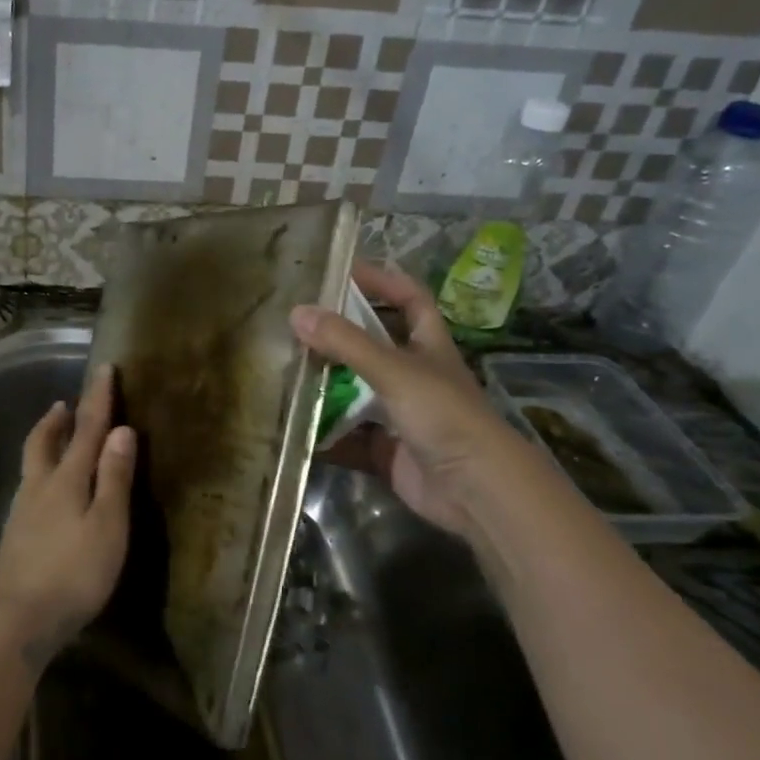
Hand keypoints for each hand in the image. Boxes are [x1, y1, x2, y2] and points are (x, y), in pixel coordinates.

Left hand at [0, 364, 135, 668]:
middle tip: (64, 403)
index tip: (104, 368)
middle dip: (57, 419)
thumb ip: (114, 478)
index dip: (97, 398)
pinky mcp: (15, 535)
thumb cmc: (74, 572)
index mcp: (67, 480)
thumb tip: (122, 431)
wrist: (19, 619)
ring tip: (55, 435)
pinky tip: (45, 490)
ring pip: (33, 463)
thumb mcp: (107, 525)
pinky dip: (40, 471)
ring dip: (45, 441)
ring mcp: (23, 511)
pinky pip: (30, 487)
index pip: (86, 429)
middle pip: (44, 441)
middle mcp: (39, 487)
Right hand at [290, 261, 517, 537]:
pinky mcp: (387, 450)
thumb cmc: (444, 415)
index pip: (410, 299)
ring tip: (283, 372)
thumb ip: (346, 342)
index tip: (343, 270)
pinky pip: (348, 438)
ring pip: (356, 392)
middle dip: (338, 336)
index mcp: (428, 346)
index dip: (382, 280)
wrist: (475, 490)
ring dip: (326, 386)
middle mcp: (415, 376)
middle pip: (373, 346)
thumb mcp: (394, 370)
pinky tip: (293, 428)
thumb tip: (296, 312)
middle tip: (296, 325)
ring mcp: (400, 415)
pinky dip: (324, 436)